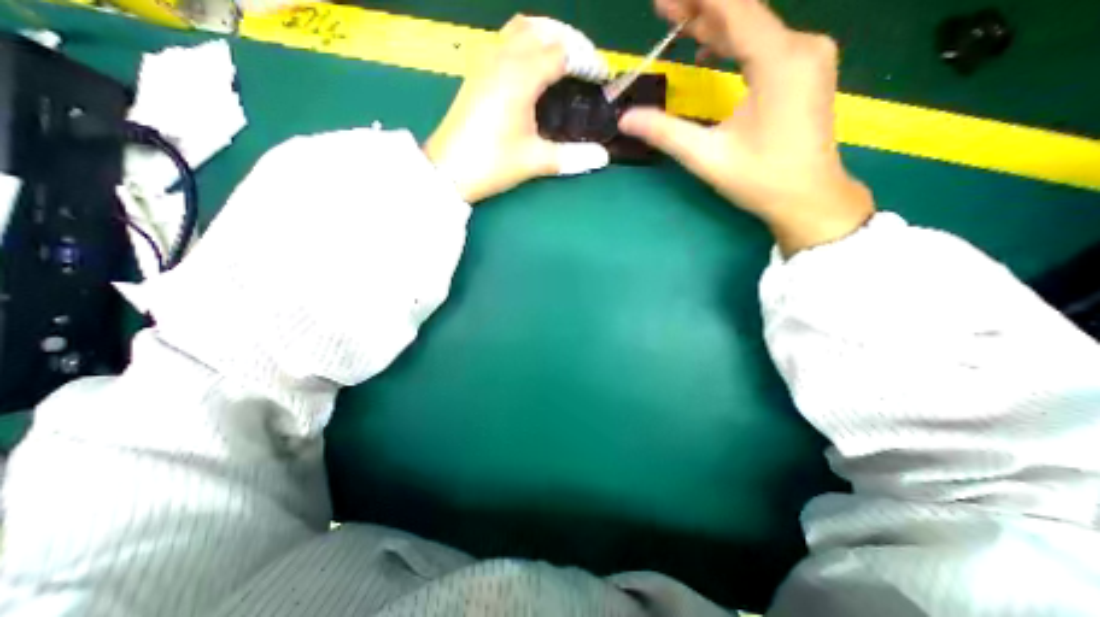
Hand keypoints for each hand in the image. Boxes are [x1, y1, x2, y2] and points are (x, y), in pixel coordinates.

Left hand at [424, 14, 610, 203]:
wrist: (448, 171)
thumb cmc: (492, 164)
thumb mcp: (535, 161)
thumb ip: (572, 156)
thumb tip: (603, 157)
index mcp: (520, 77)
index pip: (562, 53)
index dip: (586, 62)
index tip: (601, 78)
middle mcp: (502, 59)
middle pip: (542, 29)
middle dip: (569, 41)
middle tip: (585, 66)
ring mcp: (485, 63)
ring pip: (520, 29)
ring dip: (545, 36)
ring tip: (562, 61)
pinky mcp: (476, 73)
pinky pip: (504, 42)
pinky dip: (525, 44)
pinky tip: (533, 70)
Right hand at [621, 0, 872, 255]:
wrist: (808, 197)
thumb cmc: (760, 179)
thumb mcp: (707, 157)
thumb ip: (665, 132)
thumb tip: (625, 118)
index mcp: (779, 61)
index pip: (736, 8)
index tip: (664, 0)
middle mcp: (800, 46)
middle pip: (745, 13)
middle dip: (701, 9)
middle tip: (663, 8)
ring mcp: (807, 56)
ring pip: (754, 28)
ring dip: (715, 26)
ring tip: (679, 24)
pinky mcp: (805, 69)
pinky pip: (764, 44)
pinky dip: (734, 42)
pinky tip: (711, 51)